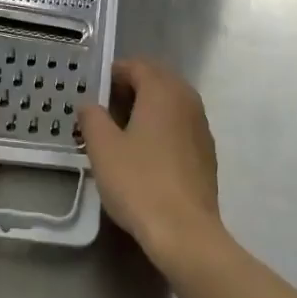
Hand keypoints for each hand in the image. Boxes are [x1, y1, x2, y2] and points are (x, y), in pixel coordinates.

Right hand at [77, 59, 224, 267]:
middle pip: (157, 81)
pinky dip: (161, 128)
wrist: (185, 232)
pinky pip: (180, 126)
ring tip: (121, 131)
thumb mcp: (103, 148)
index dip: (113, 73)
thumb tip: (90, 104)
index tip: (93, 91)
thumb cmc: (138, 182)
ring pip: (171, 104)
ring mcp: (201, 127)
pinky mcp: (206, 153)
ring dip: (146, 108)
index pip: (137, 66)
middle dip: (130, 88)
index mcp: (163, 91)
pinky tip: (145, 153)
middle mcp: (187, 101)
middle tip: (104, 109)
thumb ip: (92, 117)